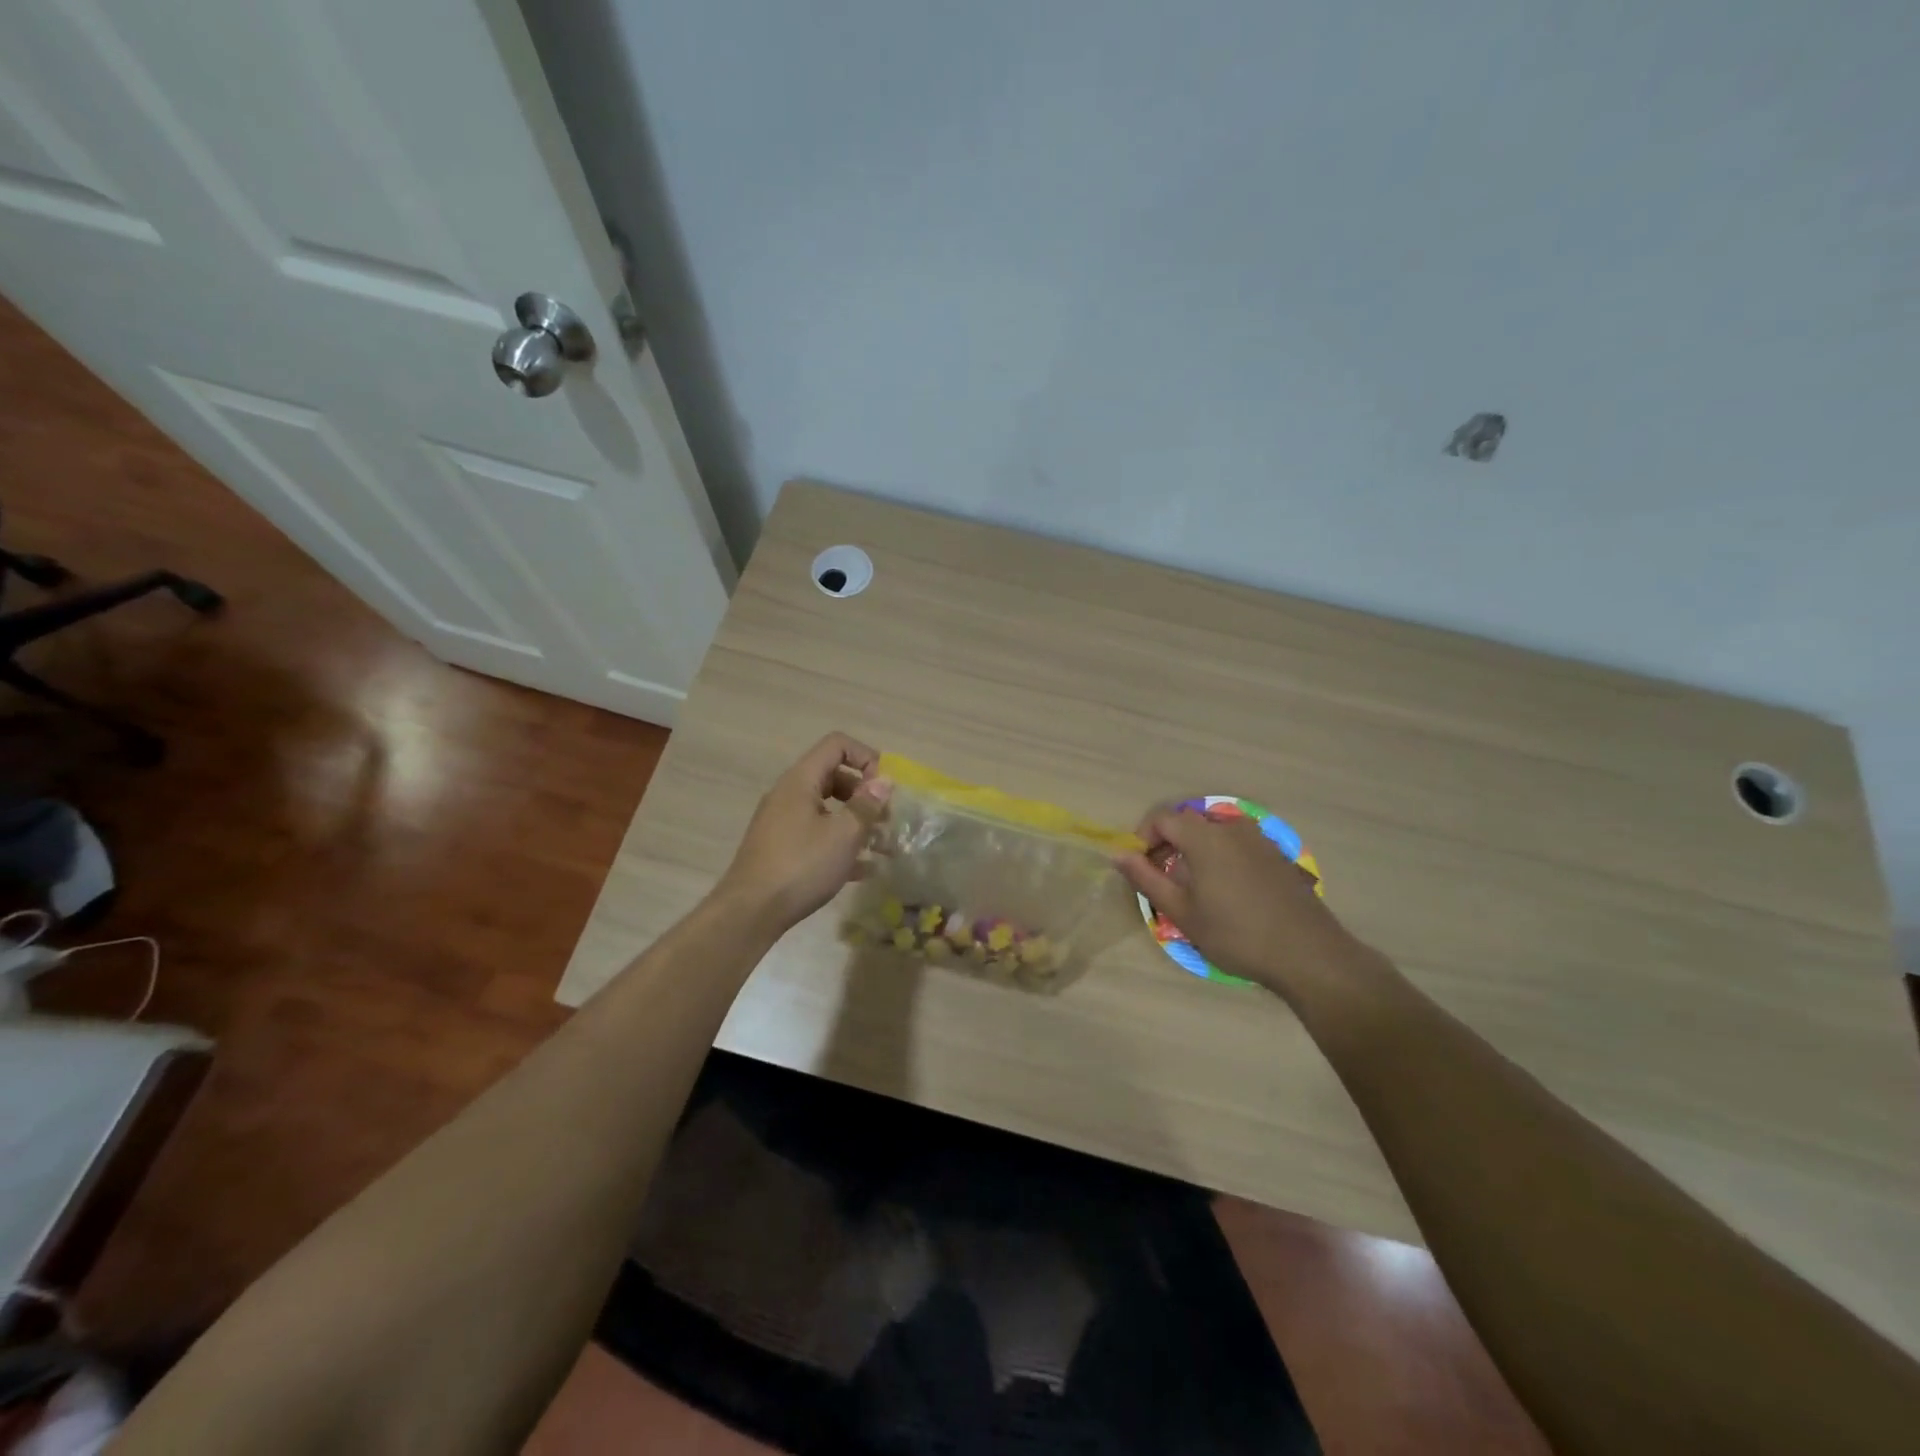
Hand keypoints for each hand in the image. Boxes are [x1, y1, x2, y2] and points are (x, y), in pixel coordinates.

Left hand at [717, 733, 892, 934]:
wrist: (750, 912)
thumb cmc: (801, 865)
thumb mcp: (843, 835)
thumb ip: (867, 805)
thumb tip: (884, 781)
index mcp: (801, 781)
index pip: (837, 745)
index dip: (866, 757)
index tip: (884, 787)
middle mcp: (789, 794)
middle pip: (834, 776)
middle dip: (865, 794)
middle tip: (887, 819)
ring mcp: (782, 822)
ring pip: (827, 809)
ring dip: (857, 822)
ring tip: (883, 847)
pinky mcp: (780, 849)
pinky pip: (817, 835)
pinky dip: (840, 844)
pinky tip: (863, 870)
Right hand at [1116, 804, 1382, 1005]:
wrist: (1307, 954)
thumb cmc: (1235, 934)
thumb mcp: (1181, 912)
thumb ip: (1146, 879)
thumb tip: (1117, 854)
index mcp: (1204, 837)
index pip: (1162, 818)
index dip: (1143, 837)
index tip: (1140, 867)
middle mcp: (1231, 828)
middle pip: (1188, 823)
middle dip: (1167, 845)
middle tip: (1161, 879)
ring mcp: (1258, 839)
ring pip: (1213, 834)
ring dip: (1194, 852)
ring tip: (1193, 888)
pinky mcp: (1276, 855)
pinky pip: (1236, 845)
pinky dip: (1220, 858)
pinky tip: (1226, 893)